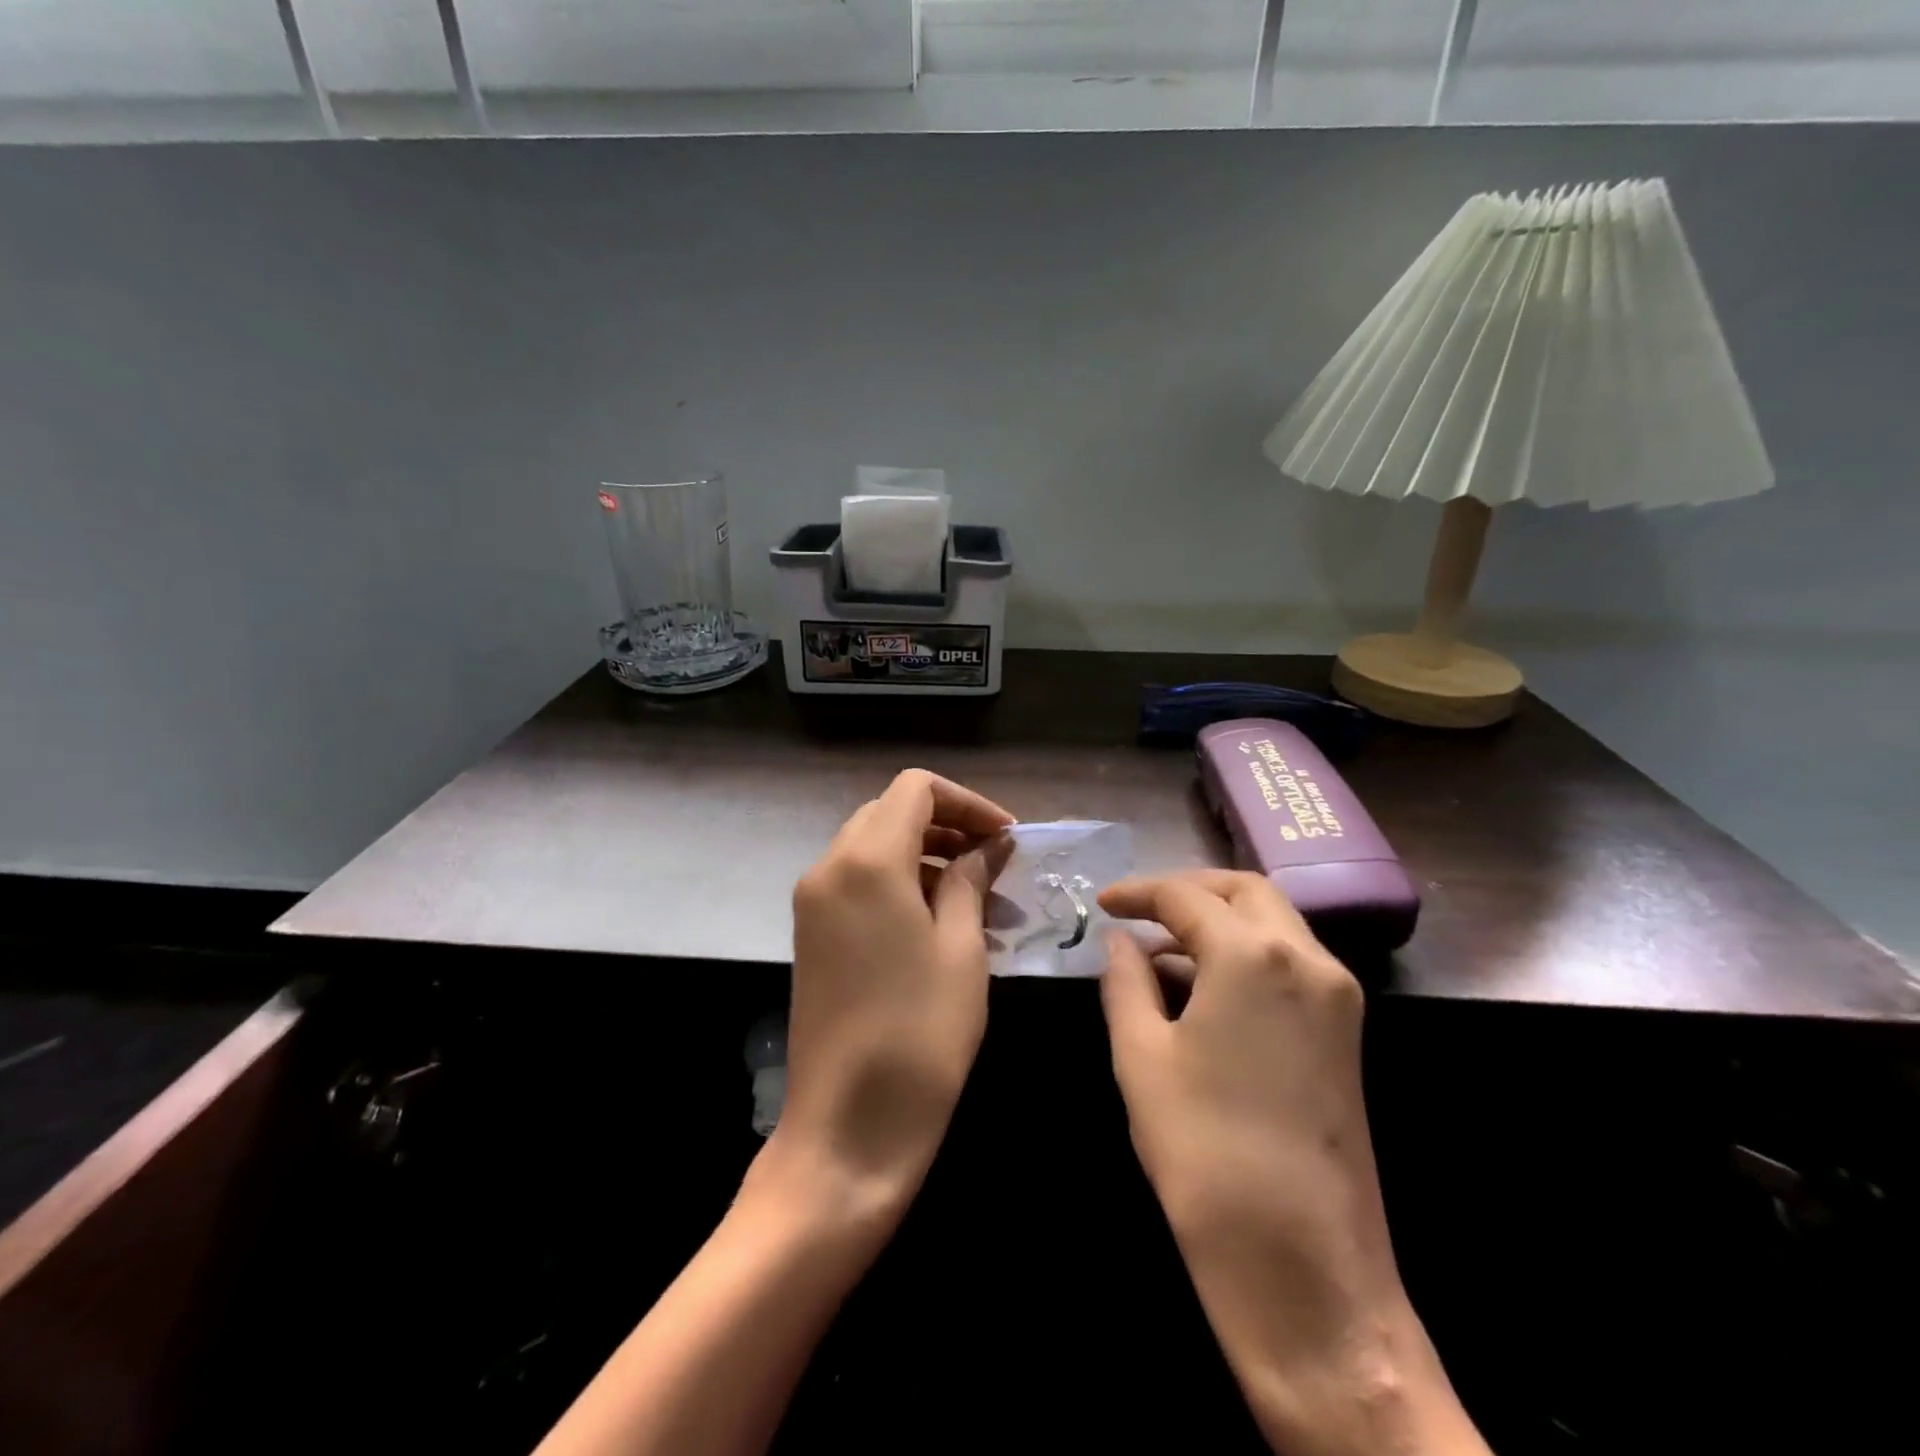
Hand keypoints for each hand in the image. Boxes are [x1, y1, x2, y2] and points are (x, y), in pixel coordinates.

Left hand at [768, 770, 1012, 1221]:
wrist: (846, 1129)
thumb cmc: (920, 1035)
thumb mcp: (962, 949)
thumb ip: (971, 880)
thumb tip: (990, 844)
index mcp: (867, 860)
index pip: (916, 789)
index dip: (967, 802)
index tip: (1007, 837)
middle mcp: (829, 867)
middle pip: (891, 813)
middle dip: (948, 826)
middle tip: (997, 864)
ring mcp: (813, 902)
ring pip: (874, 846)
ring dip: (927, 856)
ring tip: (980, 899)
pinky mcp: (811, 933)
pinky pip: (859, 882)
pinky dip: (901, 883)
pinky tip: (942, 922)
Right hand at [1100, 871, 1487, 1455]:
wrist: (1304, 1267)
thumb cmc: (1204, 1151)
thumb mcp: (1141, 1056)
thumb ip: (1125, 981)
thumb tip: (1120, 941)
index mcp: (1253, 955)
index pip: (1186, 896)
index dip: (1138, 892)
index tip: (1102, 903)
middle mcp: (1307, 958)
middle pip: (1244, 890)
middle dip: (1188, 890)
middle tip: (1139, 910)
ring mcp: (1337, 994)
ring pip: (1274, 921)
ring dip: (1219, 919)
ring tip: (1162, 949)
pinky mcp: (1347, 1030)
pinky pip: (1291, 960)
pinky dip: (1246, 951)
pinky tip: (1203, 984)